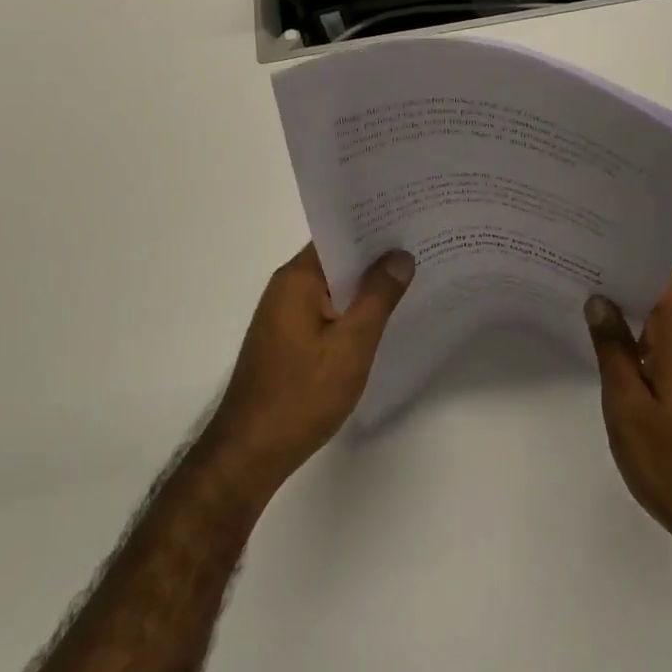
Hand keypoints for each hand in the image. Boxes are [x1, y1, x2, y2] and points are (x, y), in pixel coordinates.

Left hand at [204, 243, 414, 498]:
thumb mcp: (351, 344)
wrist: (250, 452)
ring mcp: (284, 314)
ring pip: (332, 287)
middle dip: (374, 256)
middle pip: (336, 259)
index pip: (338, 235)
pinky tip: (379, 320)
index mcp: (297, 278)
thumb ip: (378, 297)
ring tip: (410, 279)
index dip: (373, 227)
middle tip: (421, 248)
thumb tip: (399, 255)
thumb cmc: (302, 394)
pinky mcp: (286, 340)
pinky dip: (350, 310)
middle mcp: (286, 287)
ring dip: (364, 286)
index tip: (410, 220)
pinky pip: (325, 310)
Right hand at [585, 276, 671, 560]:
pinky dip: (642, 346)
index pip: (663, 280)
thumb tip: (600, 300)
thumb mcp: (628, 407)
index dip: (633, 258)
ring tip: (587, 309)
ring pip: (664, 330)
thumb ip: (613, 350)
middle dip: (622, 286)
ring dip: (631, 319)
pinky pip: (670, 353)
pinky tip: (615, 356)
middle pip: (661, 301)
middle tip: (577, 275)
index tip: (597, 245)